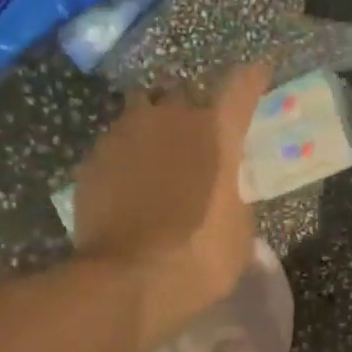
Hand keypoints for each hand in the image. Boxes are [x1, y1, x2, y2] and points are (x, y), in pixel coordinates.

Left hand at [73, 63, 270, 348]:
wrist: (126, 280)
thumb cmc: (198, 258)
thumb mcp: (238, 232)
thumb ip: (234, 197)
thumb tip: (225, 191)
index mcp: (215, 133)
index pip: (241, 88)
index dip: (253, 78)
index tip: (260, 70)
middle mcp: (169, 118)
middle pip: (185, 93)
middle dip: (194, 108)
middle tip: (198, 134)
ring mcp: (124, 134)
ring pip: (142, 109)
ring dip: (153, 123)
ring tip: (156, 150)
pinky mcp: (92, 158)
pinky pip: (115, 143)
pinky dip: (125, 154)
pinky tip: (127, 180)